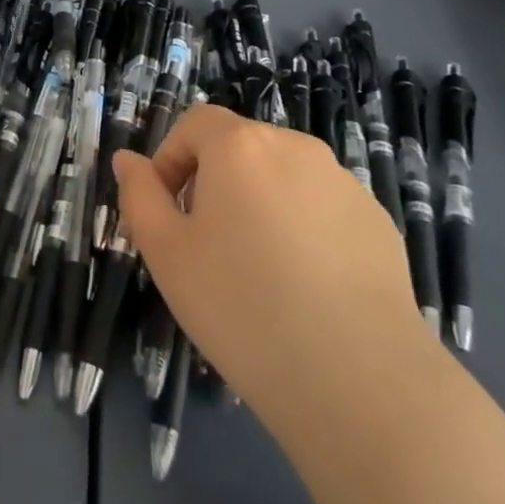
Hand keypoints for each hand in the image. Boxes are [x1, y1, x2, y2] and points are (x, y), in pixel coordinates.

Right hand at [113, 104, 423, 428]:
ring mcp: (343, 182)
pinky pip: (322, 209)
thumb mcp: (166, 254)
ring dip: (260, 206)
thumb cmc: (243, 307)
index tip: (167, 214)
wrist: (359, 379)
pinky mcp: (377, 221)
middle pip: (240, 149)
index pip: (195, 123)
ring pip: (282, 179)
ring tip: (261, 274)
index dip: (171, 159)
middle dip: (214, 185)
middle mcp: (295, 146)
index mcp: (240, 145)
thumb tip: (127, 160)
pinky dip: (304, 231)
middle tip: (207, 249)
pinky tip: (307, 289)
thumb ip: (139, 196)